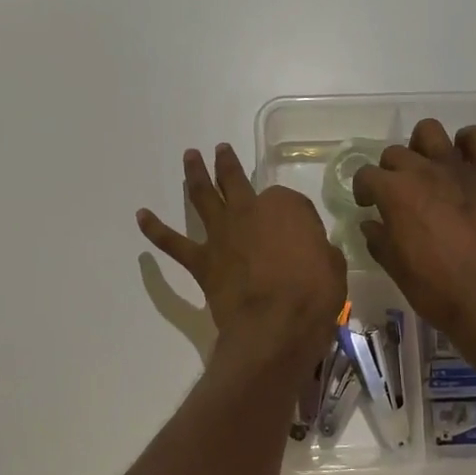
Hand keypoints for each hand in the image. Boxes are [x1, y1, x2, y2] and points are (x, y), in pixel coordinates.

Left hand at [138, 144, 346, 370]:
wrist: (275, 324)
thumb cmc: (314, 294)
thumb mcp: (333, 266)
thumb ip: (320, 252)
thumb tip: (314, 253)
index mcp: (285, 207)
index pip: (287, 201)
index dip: (292, 213)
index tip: (299, 230)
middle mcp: (249, 211)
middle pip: (236, 181)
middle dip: (228, 164)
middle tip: (220, 150)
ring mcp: (222, 234)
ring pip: (203, 196)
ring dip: (194, 175)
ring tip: (189, 157)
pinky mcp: (202, 261)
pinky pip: (173, 243)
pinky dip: (155, 229)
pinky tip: (142, 216)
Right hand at [352, 119, 475, 355]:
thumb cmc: (436, 290)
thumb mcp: (395, 268)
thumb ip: (378, 239)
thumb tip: (370, 223)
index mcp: (395, 193)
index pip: (366, 175)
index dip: (364, 190)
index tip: (369, 206)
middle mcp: (423, 171)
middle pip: (395, 153)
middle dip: (390, 172)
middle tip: (399, 196)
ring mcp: (457, 168)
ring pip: (429, 131)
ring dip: (423, 147)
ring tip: (428, 170)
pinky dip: (469, 143)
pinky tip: (464, 163)